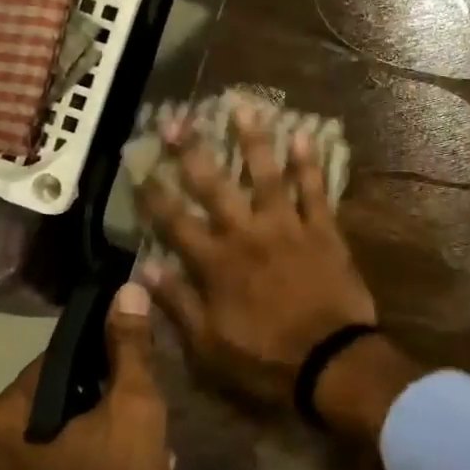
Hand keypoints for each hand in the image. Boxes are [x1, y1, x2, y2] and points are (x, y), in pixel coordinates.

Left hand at [0, 282, 169, 469]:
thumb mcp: (134, 410)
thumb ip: (130, 348)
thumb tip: (128, 289)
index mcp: (5, 416)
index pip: (60, 359)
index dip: (107, 360)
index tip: (142, 377)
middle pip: (65, 399)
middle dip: (112, 404)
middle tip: (151, 420)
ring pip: (67, 436)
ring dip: (110, 435)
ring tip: (152, 452)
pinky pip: (64, 469)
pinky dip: (97, 465)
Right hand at [138, 103, 377, 408]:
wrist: (331, 363)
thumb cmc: (265, 360)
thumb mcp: (208, 346)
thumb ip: (177, 304)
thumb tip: (143, 271)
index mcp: (216, 264)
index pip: (175, 221)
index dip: (154, 193)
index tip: (138, 164)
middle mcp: (247, 235)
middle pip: (215, 186)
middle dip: (193, 151)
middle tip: (177, 118)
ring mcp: (288, 229)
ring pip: (267, 176)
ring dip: (254, 140)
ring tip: (243, 106)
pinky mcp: (324, 232)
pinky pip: (316, 191)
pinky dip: (309, 164)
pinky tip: (304, 135)